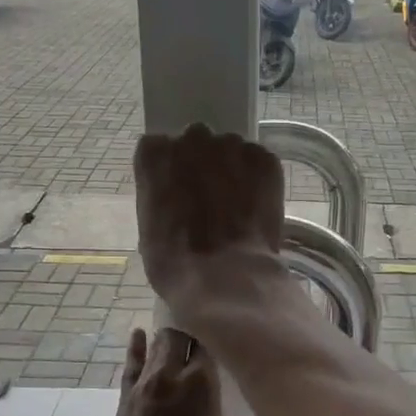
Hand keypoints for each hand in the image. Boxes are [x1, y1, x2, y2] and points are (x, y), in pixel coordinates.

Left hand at [109, 327, 246, 415]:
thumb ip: (234, 415)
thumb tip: (236, 402)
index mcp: (203, 382)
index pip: (208, 341)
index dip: (213, 336)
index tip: (219, 337)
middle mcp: (172, 374)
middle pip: (178, 334)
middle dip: (188, 333)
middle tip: (196, 339)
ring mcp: (144, 385)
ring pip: (155, 345)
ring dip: (166, 341)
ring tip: (173, 339)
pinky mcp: (125, 400)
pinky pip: (130, 366)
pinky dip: (136, 349)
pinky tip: (138, 336)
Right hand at [132, 125, 283, 315]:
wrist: (225, 277)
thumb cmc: (175, 263)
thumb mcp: (149, 228)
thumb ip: (162, 197)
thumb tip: (177, 199)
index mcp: (155, 153)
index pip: (159, 148)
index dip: (171, 173)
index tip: (177, 192)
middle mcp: (192, 139)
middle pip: (197, 143)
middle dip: (202, 166)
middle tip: (209, 200)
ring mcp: (232, 147)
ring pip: (231, 151)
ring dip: (233, 171)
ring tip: (238, 207)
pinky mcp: (265, 161)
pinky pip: (260, 163)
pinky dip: (259, 181)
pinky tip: (257, 209)